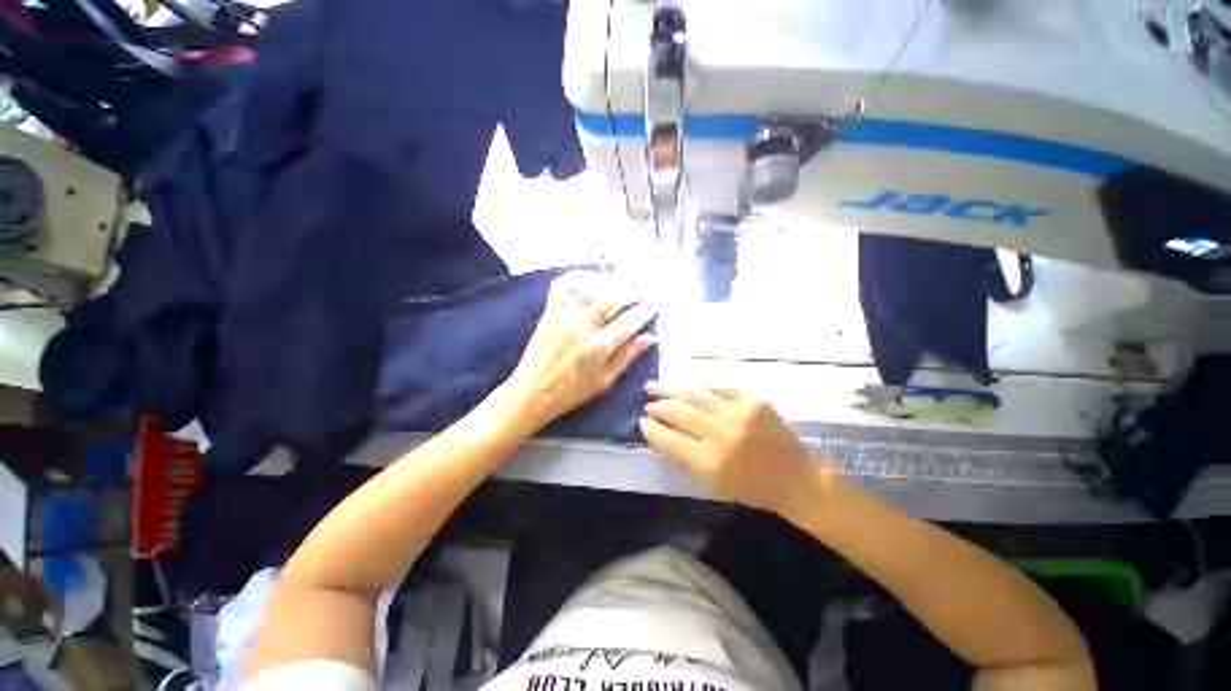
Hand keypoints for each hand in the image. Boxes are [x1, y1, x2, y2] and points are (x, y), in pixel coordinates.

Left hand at [507, 271, 656, 427]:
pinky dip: (577, 276)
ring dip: (610, 282)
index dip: (646, 310)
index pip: (629, 322)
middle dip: (633, 290)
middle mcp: (583, 326)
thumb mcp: (605, 381)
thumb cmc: (571, 392)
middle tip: (644, 287)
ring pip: (591, 288)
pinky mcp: (549, 312)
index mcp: (599, 346)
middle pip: (613, 298)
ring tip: (622, 282)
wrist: (532, 393)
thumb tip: (650, 337)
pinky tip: (590, 277)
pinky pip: (563, 285)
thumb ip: (627, 356)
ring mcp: (564, 316)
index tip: (656, 301)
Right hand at [640, 382, 820, 515]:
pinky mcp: (754, 400)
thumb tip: (661, 431)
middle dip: (658, 406)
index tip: (641, 421)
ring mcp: (739, 413)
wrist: (797, 480)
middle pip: (679, 413)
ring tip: (656, 386)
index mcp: (711, 462)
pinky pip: (721, 386)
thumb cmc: (752, 488)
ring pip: (696, 394)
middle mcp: (723, 434)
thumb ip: (685, 456)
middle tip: (648, 403)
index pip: (670, 439)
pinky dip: (705, 387)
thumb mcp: (713, 482)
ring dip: (672, 389)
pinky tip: (694, 388)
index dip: (652, 428)